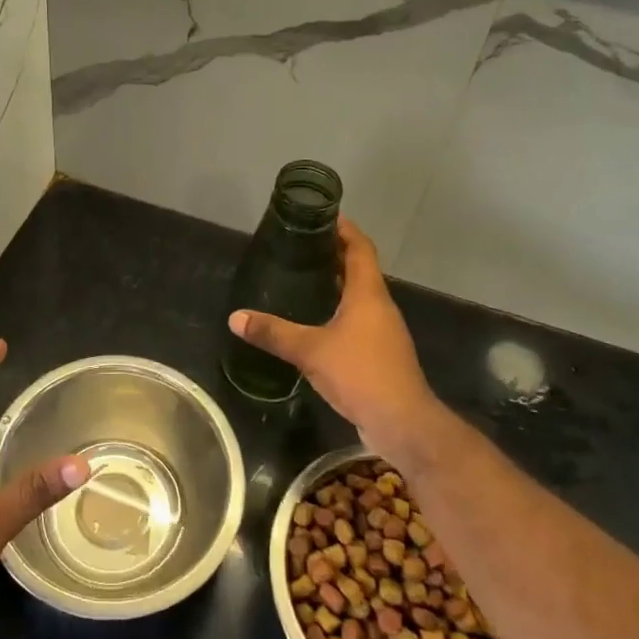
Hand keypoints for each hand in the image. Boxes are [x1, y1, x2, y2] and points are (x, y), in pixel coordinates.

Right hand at [228, 218, 441, 456]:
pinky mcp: (380, 354)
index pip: (360, 248)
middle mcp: (379, 306)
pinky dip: (339, 311)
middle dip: (334, 255)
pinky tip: (316, 322)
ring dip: (337, 284)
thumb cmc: (361, 373)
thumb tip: (235, 318)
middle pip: (360, 269)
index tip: (324, 215)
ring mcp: (383, 332)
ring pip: (359, 296)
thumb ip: (274, 333)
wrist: (403, 423)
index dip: (345, 229)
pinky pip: (358, 320)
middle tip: (302, 246)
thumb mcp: (311, 350)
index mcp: (368, 294)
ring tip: (304, 278)